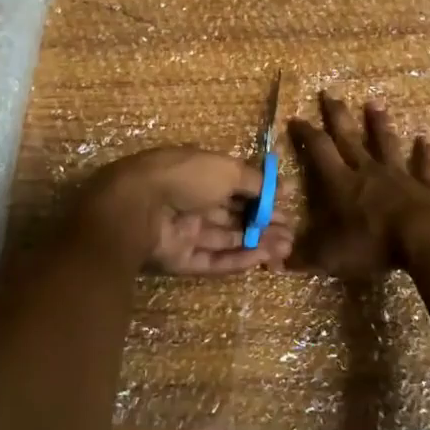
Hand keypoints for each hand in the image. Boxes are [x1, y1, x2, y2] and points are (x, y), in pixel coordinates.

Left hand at [73, 147, 292, 273]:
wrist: (137, 208)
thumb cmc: (185, 177)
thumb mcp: (227, 170)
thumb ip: (256, 181)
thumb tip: (284, 187)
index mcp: (200, 173)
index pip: (236, 186)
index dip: (262, 196)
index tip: (287, 206)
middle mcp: (192, 201)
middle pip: (233, 215)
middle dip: (263, 223)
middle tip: (292, 233)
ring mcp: (185, 231)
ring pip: (227, 239)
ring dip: (257, 242)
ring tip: (286, 248)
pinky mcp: (180, 259)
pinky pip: (213, 259)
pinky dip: (238, 259)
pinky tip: (263, 259)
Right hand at [288, 93, 429, 278]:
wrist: (425, 238)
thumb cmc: (373, 243)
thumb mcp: (330, 256)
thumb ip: (303, 256)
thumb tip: (272, 261)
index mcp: (341, 183)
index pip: (319, 151)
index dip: (306, 134)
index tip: (295, 118)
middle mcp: (367, 171)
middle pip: (349, 137)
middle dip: (337, 115)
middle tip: (329, 92)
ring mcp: (399, 175)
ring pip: (385, 143)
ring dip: (379, 123)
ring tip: (374, 103)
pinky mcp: (425, 185)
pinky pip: (424, 165)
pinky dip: (424, 152)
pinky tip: (426, 138)